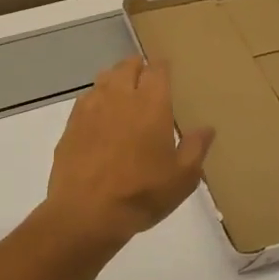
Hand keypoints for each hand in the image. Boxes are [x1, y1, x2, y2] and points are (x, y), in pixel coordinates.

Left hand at [41, 56, 214, 249]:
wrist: (87, 213)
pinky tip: (99, 114)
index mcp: (151, 104)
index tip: (166, 71)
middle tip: (145, 79)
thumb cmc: (142, 193)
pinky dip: (96, 99)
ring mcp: (92, 108)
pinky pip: (86, 99)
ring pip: (104, 78)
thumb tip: (207, 128)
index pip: (157, 70)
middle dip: (138, 68)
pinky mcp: (71, 124)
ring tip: (122, 92)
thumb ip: (196, 148)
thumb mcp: (182, 177)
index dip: (162, 67)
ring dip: (115, 79)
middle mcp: (120, 97)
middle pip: (127, 66)